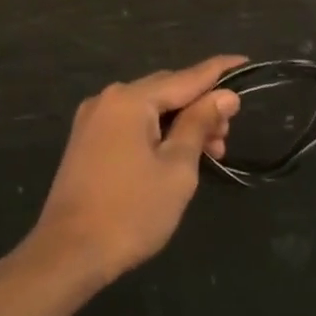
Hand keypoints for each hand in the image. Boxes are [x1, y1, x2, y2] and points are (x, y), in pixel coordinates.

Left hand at [25, 55, 245, 286]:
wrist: (69, 254)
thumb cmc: (131, 212)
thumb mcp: (177, 168)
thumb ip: (200, 124)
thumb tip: (224, 95)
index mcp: (130, 100)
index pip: (186, 77)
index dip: (219, 71)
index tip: (246, 62)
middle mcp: (108, 100)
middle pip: (166, 90)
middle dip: (201, 106)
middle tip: (228, 134)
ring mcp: (93, 121)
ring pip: (149, 109)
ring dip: (181, 123)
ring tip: (210, 152)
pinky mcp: (87, 143)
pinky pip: (132, 124)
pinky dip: (159, 132)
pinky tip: (178, 154)